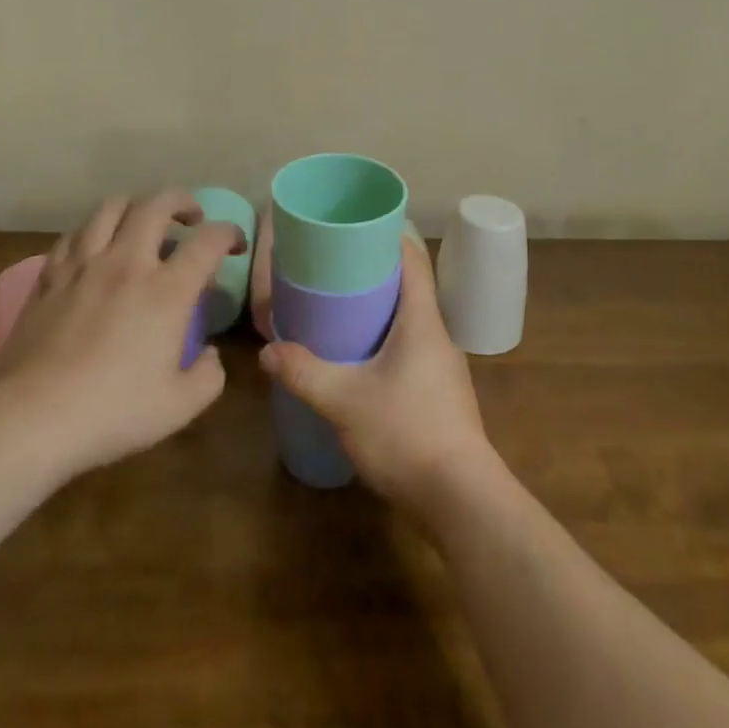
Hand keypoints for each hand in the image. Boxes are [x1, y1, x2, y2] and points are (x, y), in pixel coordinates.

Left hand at [0, 191, 242, 479]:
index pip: (208, 240)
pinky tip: (96, 246)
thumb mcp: (178, 407)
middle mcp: (127, 263)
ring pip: (111, 206)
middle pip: (157, 204)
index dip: (229, 233)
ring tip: (143, 220)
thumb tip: (210, 355)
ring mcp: (84, 264)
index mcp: (166, 290)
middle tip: (192, 218)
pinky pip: (74, 234)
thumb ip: (207, 377)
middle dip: (182, 201)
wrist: (32, 418)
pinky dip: (93, 230)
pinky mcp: (50, 276)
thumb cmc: (111, 412)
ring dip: (136, 205)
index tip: (235, 244)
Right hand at [257, 234, 499, 520]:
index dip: (387, 236)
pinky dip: (386, 337)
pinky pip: (411, 346)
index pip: (412, 259)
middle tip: (333, 266)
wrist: (460, 500)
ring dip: (380, 307)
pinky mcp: (440, 391)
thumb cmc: (405, 434)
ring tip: (340, 306)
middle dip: (374, 271)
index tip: (354, 228)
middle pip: (409, 285)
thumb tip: (268, 351)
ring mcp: (443, 364)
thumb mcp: (344, 401)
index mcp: (422, 319)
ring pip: (410, 318)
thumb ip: (304, 372)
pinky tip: (361, 357)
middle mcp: (437, 333)